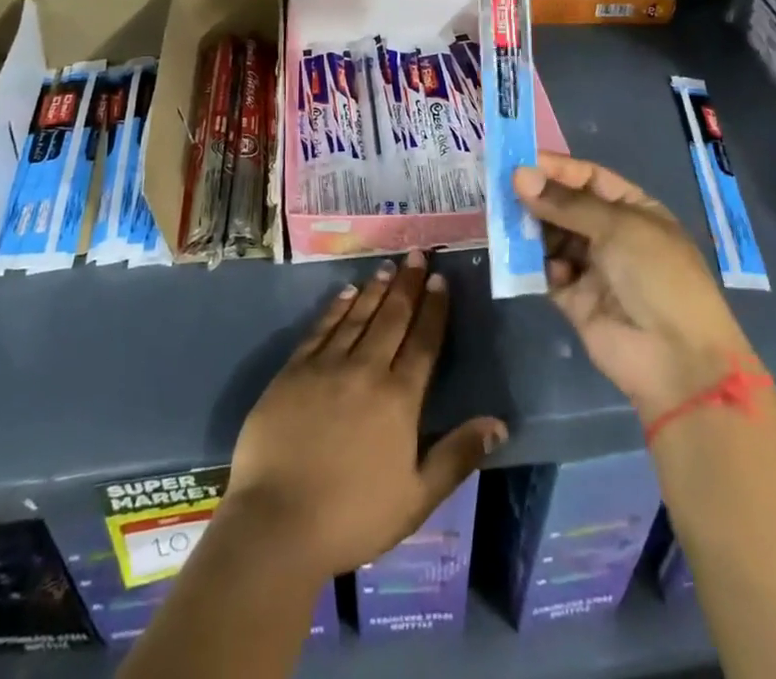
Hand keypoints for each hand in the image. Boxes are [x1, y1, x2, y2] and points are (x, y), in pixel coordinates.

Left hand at [222, 250, 506, 581]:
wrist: (277, 523)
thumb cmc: (353, 516)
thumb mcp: (416, 498)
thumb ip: (457, 456)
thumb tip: (499, 424)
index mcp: (398, 399)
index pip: (423, 342)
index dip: (433, 308)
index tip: (440, 279)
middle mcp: (365, 370)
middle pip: (392, 318)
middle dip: (407, 285)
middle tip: (416, 253)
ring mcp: (326, 366)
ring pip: (358, 316)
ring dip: (376, 290)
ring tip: (388, 267)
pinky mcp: (293, 371)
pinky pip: (321, 328)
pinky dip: (336, 307)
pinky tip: (346, 293)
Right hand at [514, 153, 756, 423]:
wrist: (677, 359)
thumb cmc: (657, 275)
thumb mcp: (617, 227)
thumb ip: (565, 202)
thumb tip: (519, 175)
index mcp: (633, 210)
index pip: (589, 178)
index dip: (556, 168)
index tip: (518, 160)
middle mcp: (612, 235)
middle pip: (566, 207)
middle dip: (536, 197)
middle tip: (500, 187)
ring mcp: (593, 268)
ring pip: (552, 238)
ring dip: (530, 228)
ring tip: (502, 218)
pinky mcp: (575, 300)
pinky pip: (547, 272)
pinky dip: (532, 263)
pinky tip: (518, 255)